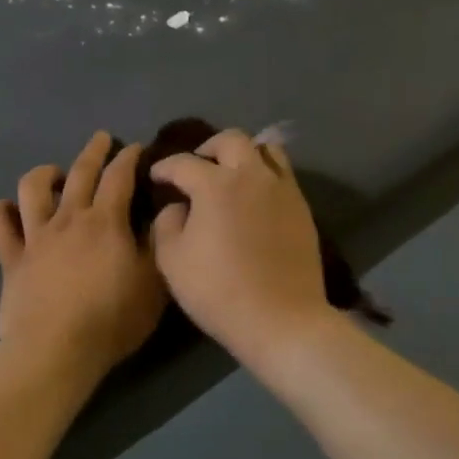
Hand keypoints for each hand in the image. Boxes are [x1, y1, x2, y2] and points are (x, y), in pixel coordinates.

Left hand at [0, 132, 166, 387]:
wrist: (56, 349)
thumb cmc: (111, 319)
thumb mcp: (153, 284)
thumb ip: (157, 245)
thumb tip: (160, 215)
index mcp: (105, 221)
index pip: (120, 177)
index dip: (129, 158)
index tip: (136, 147)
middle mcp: (69, 219)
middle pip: (79, 173)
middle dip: (93, 151)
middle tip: (101, 138)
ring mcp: (35, 236)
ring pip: (32, 188)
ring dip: (44, 174)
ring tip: (54, 174)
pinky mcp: (11, 258)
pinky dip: (2, 212)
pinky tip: (9, 210)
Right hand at [148, 128, 335, 359]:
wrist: (281, 319)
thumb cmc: (218, 291)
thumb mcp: (172, 260)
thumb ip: (167, 223)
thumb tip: (178, 207)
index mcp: (215, 184)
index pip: (183, 163)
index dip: (165, 167)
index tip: (156, 176)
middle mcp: (251, 175)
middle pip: (231, 140)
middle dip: (208, 148)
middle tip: (197, 166)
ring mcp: (282, 189)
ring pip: (265, 149)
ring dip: (244, 154)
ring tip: (232, 175)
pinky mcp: (302, 207)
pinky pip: (283, 174)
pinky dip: (265, 174)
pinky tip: (255, 198)